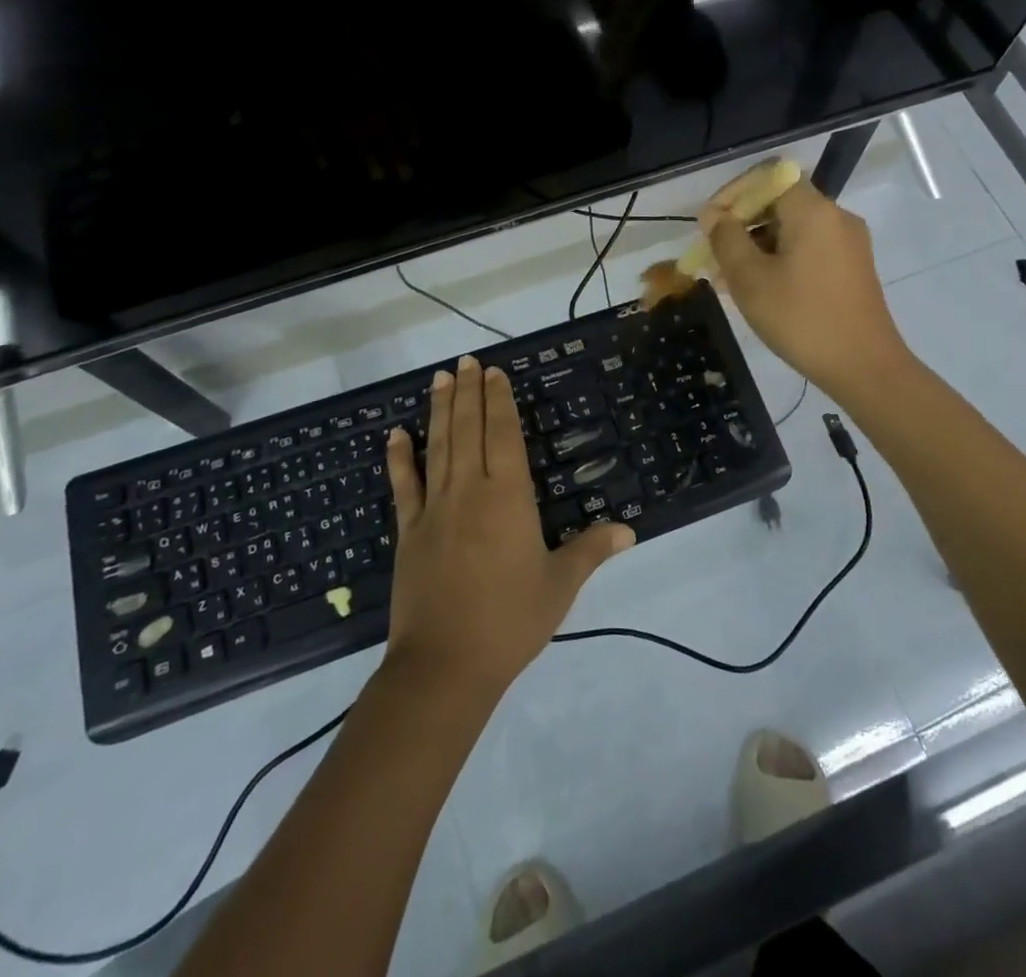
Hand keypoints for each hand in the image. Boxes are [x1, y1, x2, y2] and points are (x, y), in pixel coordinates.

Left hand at [383, 355, 633, 696]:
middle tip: (466, 360)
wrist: (444, 665)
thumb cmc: (510, 621)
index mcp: (508, 498)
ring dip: (439, 410)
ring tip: (440, 378)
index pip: (503, 435)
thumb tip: (629, 529)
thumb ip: (592, 550)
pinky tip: (396, 434)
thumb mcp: (560, 585)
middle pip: (468, 430)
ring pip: (438, 447)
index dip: (499, 401)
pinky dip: (399, 458)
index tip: (495, 373)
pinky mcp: (408, 532)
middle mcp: (469, 491)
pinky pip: (403, 486)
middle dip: (469, 392)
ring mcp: (434, 509)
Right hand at [700, 177, 910, 396]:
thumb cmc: (802, 319)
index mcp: (813, 211)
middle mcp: (836, 217)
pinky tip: (760, 289)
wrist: (865, 367)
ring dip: (759, 245)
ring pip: (793, 229)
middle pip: (781, 202)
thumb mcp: (751, 279)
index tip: (711, 223)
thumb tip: (713, 214)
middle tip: (715, 255)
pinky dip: (781, 258)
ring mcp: (848, 243)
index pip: (769, 177)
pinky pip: (809, 248)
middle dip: (743, 224)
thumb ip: (727, 239)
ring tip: (730, 278)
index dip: (734, 193)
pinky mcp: (853, 267)